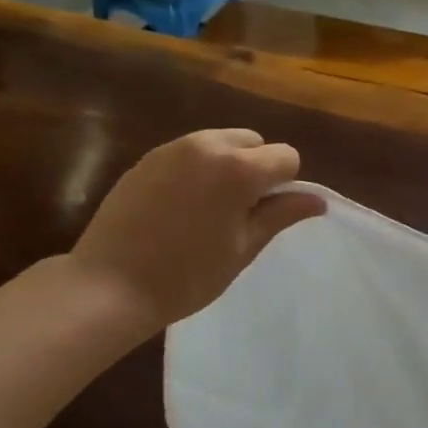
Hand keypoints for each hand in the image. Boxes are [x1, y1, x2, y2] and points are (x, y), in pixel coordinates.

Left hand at [67, 129, 325, 335]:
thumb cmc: (188, 274)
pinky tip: (181, 207)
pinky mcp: (147, 159)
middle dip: (257, 168)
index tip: (266, 215)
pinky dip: (199, 170)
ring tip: (210, 209)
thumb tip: (318, 200)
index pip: (285, 157)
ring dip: (228, 166)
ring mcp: (172, 149)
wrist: (109, 285)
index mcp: (238, 168)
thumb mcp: (244, 247)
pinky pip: (189, 153)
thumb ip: (281, 215)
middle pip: (253, 142)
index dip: (286, 185)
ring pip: (220, 142)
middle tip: (240, 212)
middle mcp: (207, 145)